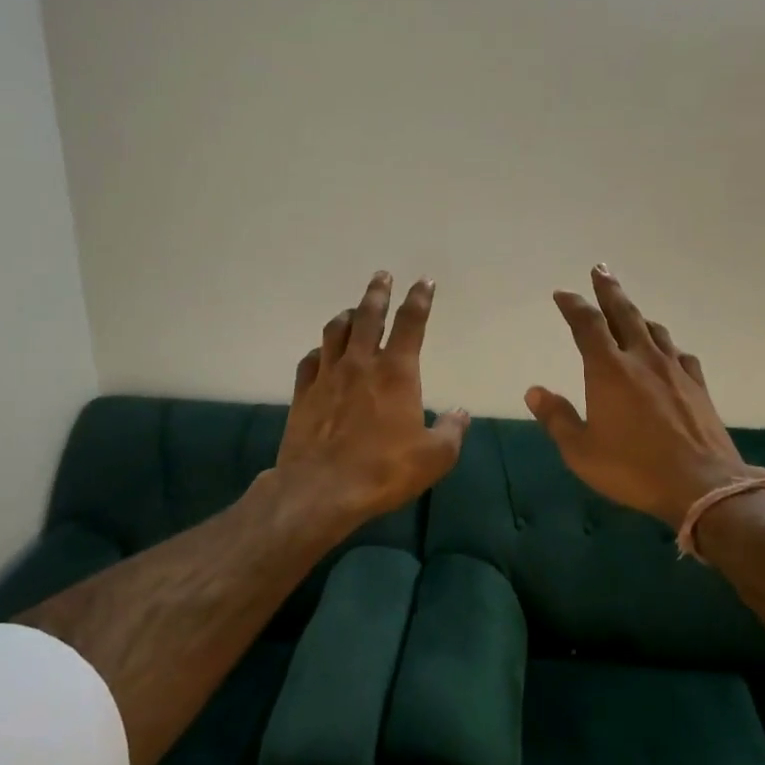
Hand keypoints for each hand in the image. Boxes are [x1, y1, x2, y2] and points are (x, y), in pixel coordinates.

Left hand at [275, 271, 470, 530]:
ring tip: (353, 310)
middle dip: (378, 292)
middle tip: (382, 275)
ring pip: (335, 331)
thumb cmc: (384, 470)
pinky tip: (321, 353)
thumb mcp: (434, 456)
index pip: (410, 323)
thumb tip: (460, 413)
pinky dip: (320, 350)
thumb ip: (451, 430)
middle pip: (368, 315)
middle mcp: (360, 363)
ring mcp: (327, 376)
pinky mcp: (304, 393)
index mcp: (396, 372)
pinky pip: (310, 360)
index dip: (419, 299)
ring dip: (347, 315)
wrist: (321, 489)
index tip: (424, 282)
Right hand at [525, 265, 764, 529]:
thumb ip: (557, 418)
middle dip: (609, 290)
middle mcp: (642, 360)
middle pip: (624, 313)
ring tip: (628, 310)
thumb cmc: (633, 469)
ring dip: (637, 315)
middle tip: (600, 269)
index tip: (563, 293)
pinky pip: (680, 354)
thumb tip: (533, 391)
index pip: (587, 325)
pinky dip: (667, 346)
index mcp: (609, 370)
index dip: (573, 305)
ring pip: (654, 330)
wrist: (702, 485)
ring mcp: (674, 371)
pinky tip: (667, 352)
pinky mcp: (698, 386)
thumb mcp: (581, 451)